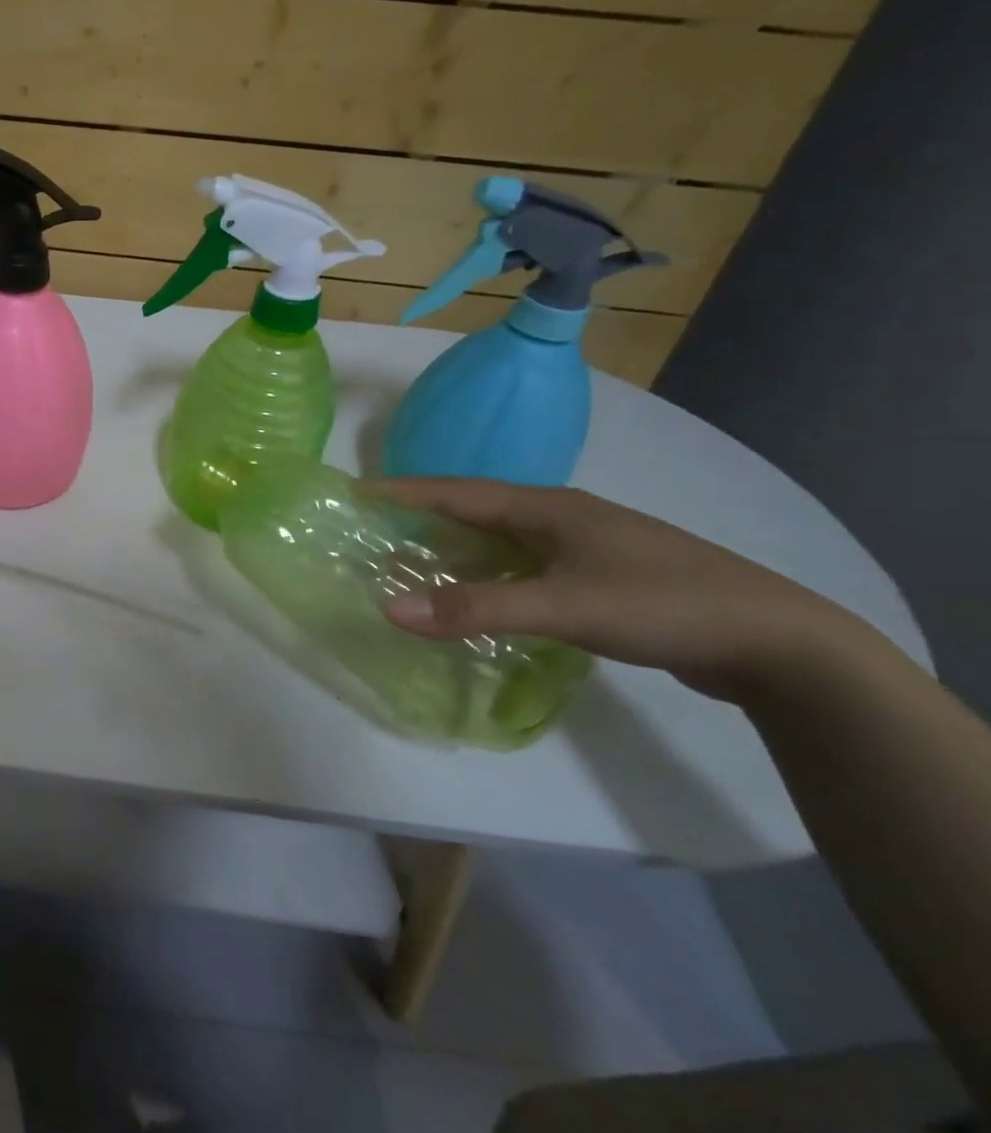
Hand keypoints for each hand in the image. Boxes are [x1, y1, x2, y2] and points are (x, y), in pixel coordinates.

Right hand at [375, 477, 870, 701]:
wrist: (777, 642)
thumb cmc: (661, 605)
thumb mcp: (561, 606)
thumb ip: (474, 607)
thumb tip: (388, 607)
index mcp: (548, 508)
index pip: (458, 491)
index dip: (404, 490)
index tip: (356, 490)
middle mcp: (561, 518)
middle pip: (475, 510)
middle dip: (422, 517)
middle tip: (373, 530)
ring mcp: (584, 547)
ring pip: (501, 540)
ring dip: (455, 548)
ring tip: (412, 563)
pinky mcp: (600, 578)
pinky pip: (524, 567)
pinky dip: (488, 576)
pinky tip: (477, 597)